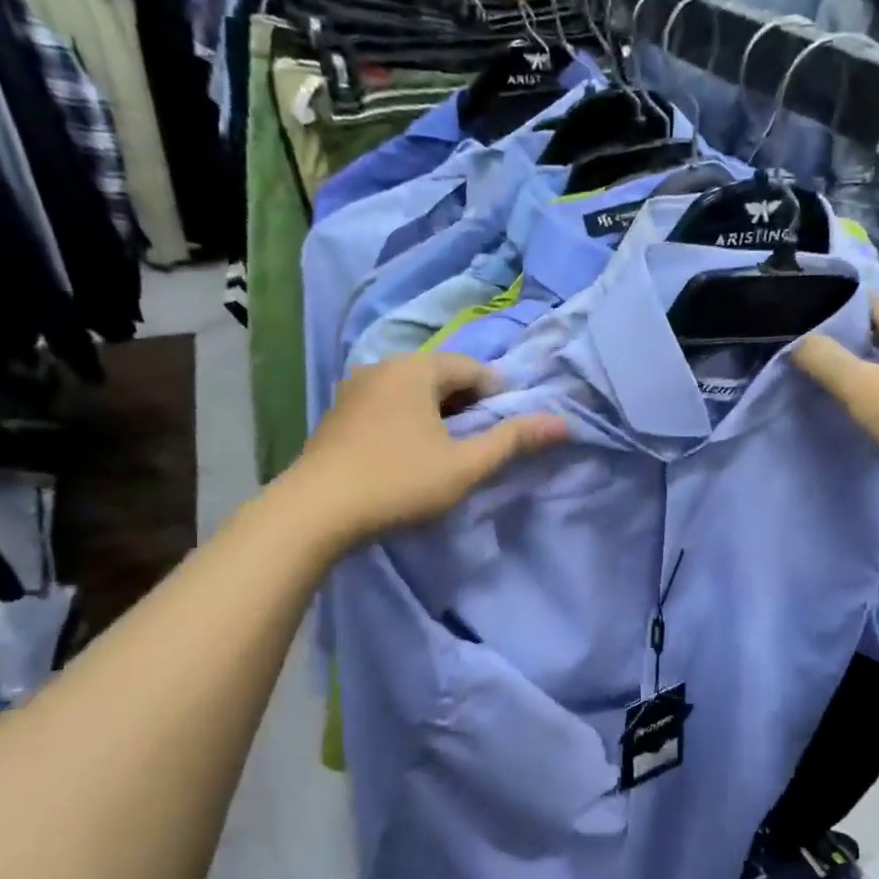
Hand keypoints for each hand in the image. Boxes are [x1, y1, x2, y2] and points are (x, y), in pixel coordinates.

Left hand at [291, 351, 568, 545]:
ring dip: (438, 414)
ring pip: (413, 391)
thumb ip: (514, 440)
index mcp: (417, 368)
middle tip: (479, 444)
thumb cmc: (399, 482)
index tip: (507, 431)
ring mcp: (355, 388)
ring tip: (447, 452)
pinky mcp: (338, 413)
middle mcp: (384, 366)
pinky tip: (409, 454)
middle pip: (442, 376)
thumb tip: (564, 422)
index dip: (499, 397)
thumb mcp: (465, 465)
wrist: (315, 511)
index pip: (474, 370)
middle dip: (468, 405)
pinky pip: (388, 404)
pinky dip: (409, 420)